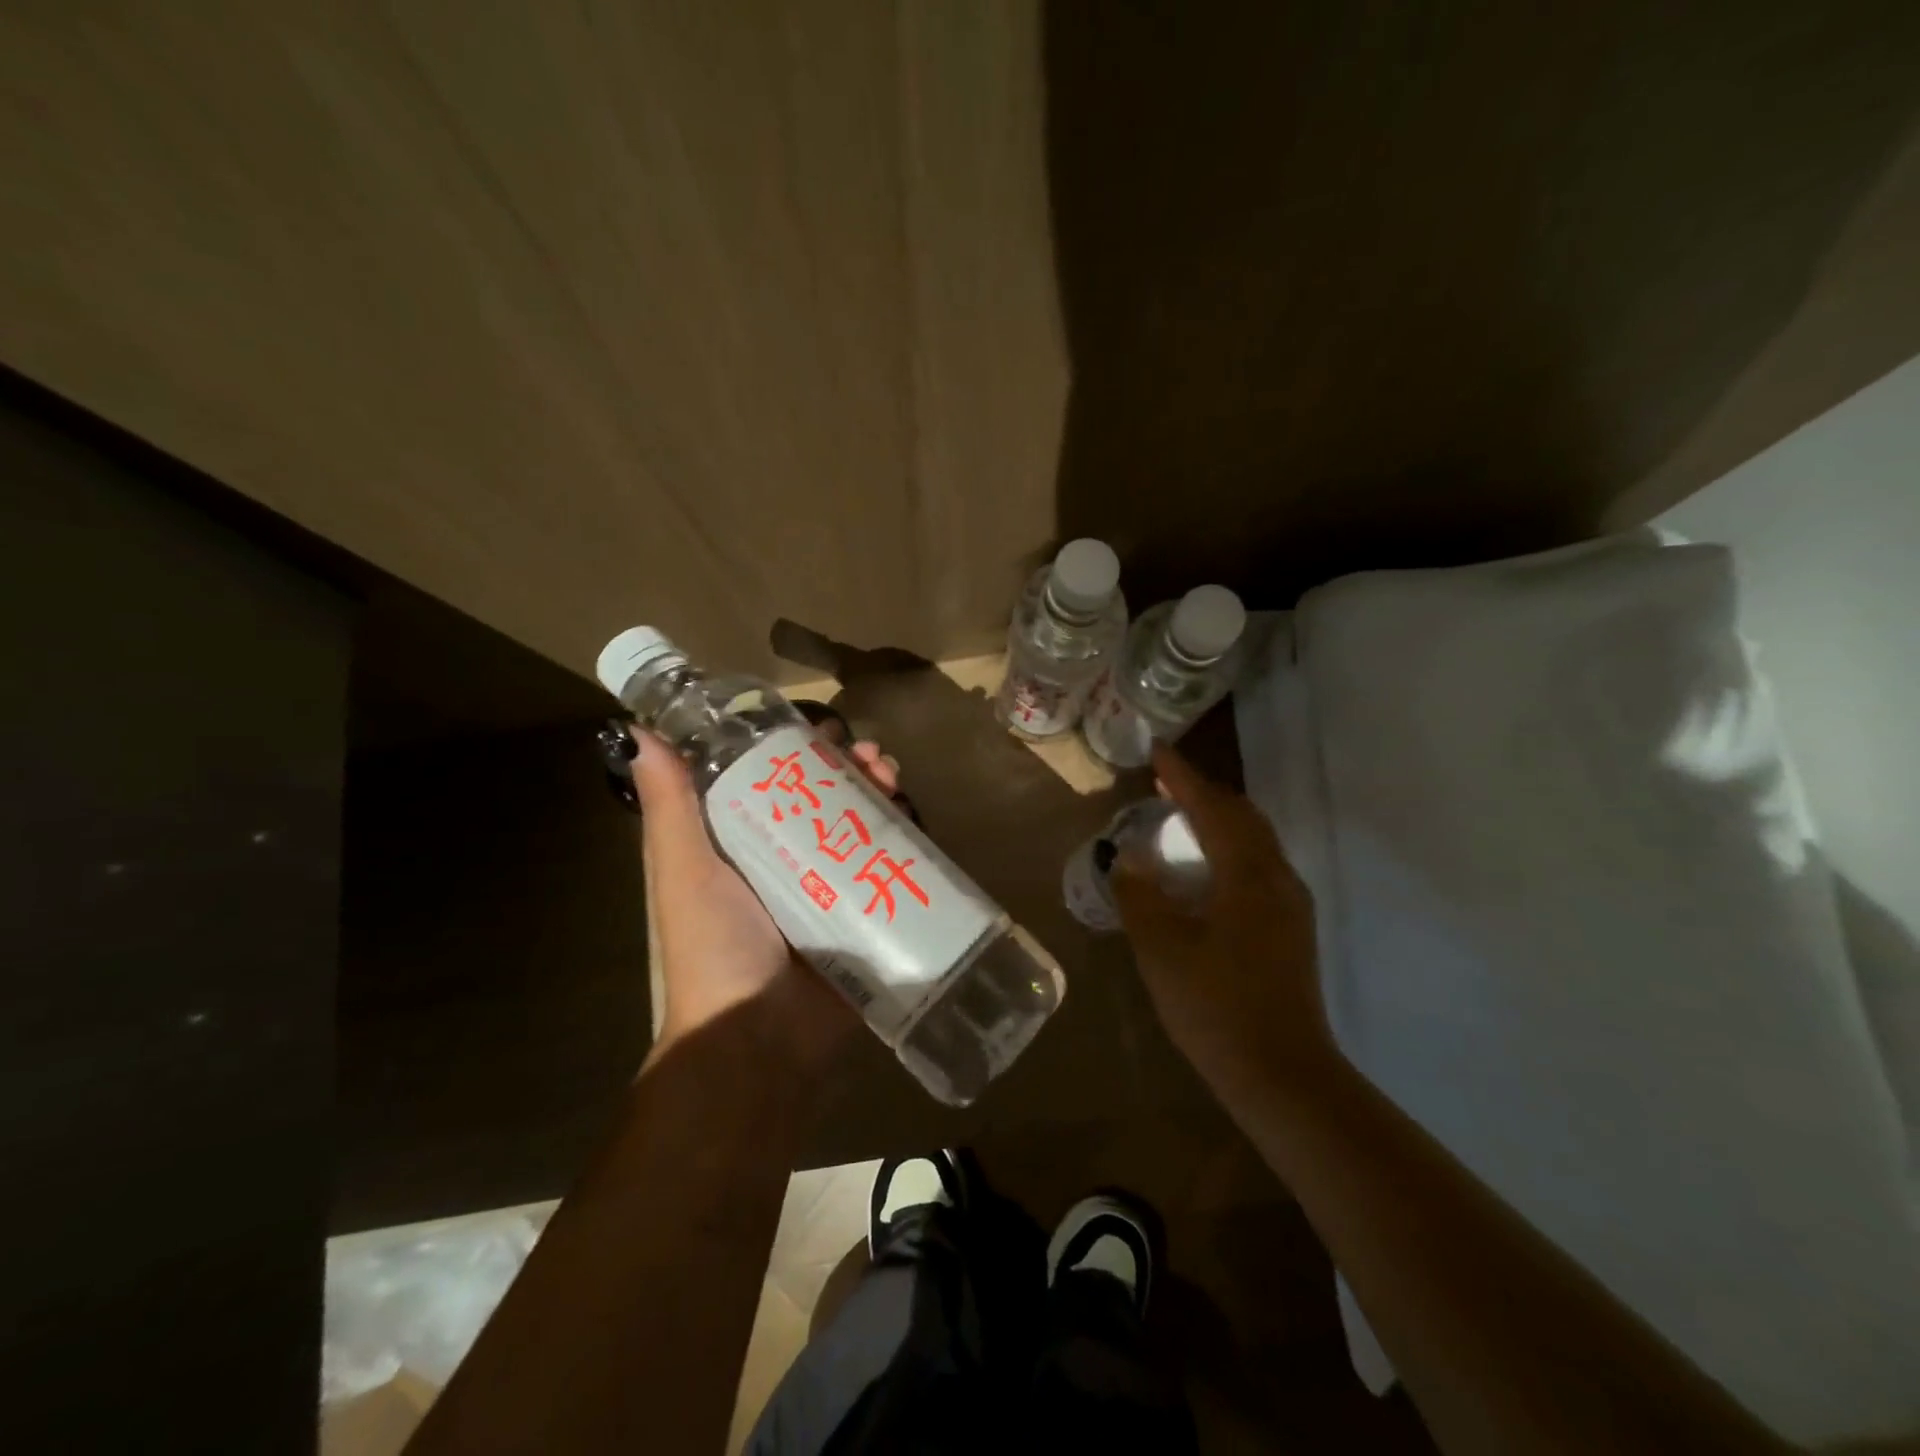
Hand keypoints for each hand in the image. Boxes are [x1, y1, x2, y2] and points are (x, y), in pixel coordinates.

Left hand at [629, 728, 899, 1074]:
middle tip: (872, 756)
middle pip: (829, 799)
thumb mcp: (684, 871)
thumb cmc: (714, 948)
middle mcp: (790, 862)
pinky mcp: (868, 915)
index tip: (820, 729)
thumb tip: (635, 734)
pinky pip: (893, 867)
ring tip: (893, 777)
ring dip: (882, 794)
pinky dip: (906, 839)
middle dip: (852, 769)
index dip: (799, 750)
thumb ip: (670, 806)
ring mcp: (834, 890)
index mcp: (745, 847)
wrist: (758, 1040)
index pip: (777, 782)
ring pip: (864, 826)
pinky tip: (915, 819)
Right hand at [1112, 745, 1340, 1100]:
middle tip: (1166, 784)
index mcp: (1249, 875)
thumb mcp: (1161, 949)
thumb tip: (1128, 857)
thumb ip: (1140, 895)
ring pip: (1255, 842)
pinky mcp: (1291, 930)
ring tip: (1181, 819)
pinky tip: (1205, 871)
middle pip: (1243, 817)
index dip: (1183, 777)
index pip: (1213, 808)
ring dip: (1219, 821)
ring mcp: (1290, 906)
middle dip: (1204, 794)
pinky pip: (1259, 867)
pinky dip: (1229, 850)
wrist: (1282, 1076)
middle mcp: (1278, 879)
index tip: (1158, 751)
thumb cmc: (1216, 1007)